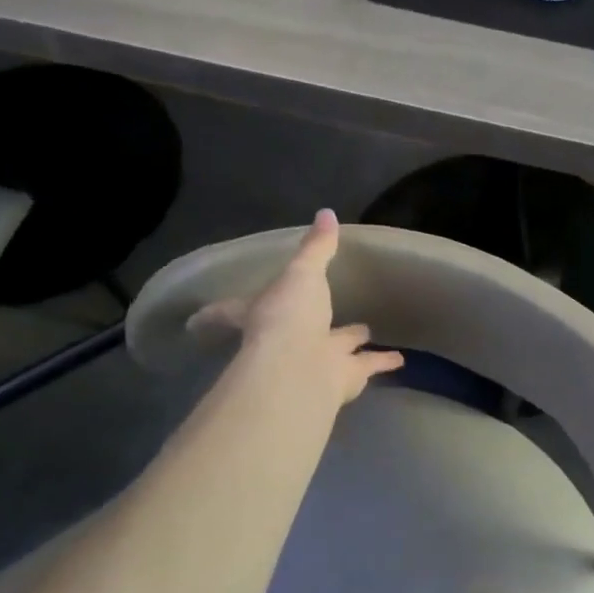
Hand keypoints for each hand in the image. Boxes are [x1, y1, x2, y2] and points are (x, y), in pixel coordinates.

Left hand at [186, 209, 402, 404]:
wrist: (300, 368)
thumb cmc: (289, 316)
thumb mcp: (301, 272)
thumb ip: (315, 247)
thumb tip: (326, 213)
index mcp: (262, 315)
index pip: (231, 311)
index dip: (216, 314)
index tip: (194, 323)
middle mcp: (286, 341)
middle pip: (295, 332)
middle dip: (309, 324)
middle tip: (319, 317)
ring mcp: (315, 362)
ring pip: (337, 349)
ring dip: (351, 344)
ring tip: (366, 334)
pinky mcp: (342, 380)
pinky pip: (366, 366)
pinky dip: (381, 362)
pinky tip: (399, 359)